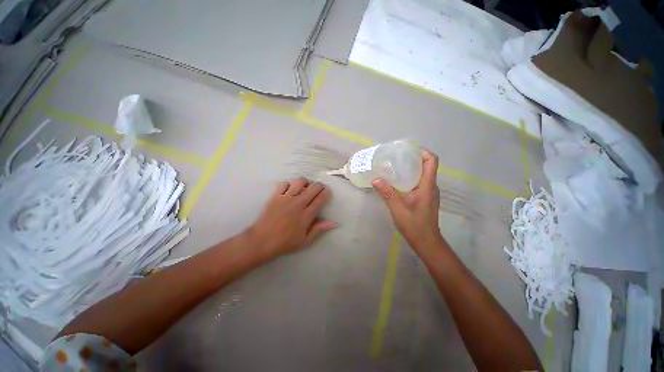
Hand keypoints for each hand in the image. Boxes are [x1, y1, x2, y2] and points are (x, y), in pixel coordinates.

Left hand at [247, 177, 335, 259]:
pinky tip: (289, 191)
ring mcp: (286, 198)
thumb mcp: (305, 241)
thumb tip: (333, 223)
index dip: (326, 193)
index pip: (321, 198)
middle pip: (313, 187)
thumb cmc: (285, 243)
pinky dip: (288, 185)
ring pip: (299, 181)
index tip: (327, 193)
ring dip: (305, 183)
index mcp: (306, 215)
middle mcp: (298, 203)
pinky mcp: (275, 196)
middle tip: (318, 190)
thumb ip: (319, 229)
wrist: (261, 241)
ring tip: (304, 189)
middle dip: (319, 186)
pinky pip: (284, 183)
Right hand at [372, 149, 443, 255]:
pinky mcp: (424, 197)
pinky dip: (409, 177)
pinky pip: (418, 181)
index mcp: (427, 186)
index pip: (432, 161)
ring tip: (393, 166)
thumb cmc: (415, 225)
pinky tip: (396, 181)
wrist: (426, 242)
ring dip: (410, 168)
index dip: (422, 152)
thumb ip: (387, 193)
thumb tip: (375, 179)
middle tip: (395, 157)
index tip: (407, 150)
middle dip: (412, 158)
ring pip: (422, 173)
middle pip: (426, 165)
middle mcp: (430, 186)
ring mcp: (428, 192)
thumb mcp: (398, 209)